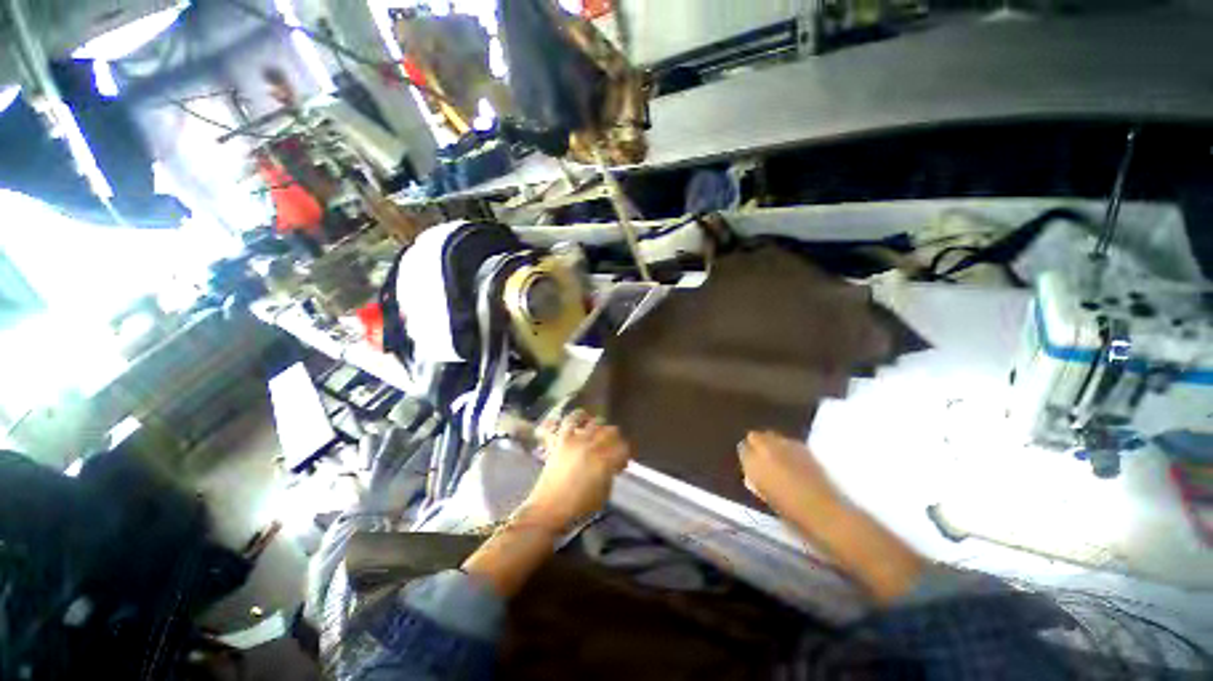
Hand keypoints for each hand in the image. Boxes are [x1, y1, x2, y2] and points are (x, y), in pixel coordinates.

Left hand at [519, 410, 632, 532]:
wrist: (549, 508)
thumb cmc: (579, 507)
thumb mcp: (604, 493)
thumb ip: (610, 473)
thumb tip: (612, 463)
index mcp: (604, 461)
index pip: (623, 448)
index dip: (626, 453)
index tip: (623, 461)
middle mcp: (591, 446)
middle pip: (611, 431)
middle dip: (616, 439)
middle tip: (613, 448)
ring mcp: (575, 441)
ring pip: (593, 422)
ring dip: (599, 427)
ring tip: (598, 433)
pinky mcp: (561, 440)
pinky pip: (568, 421)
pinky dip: (576, 418)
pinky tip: (580, 421)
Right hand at [738, 431, 839, 518]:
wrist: (822, 510)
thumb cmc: (788, 511)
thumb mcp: (764, 495)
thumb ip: (756, 478)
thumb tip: (754, 471)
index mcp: (752, 463)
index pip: (742, 449)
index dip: (747, 456)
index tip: (750, 463)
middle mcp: (764, 448)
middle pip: (754, 436)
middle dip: (756, 443)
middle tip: (762, 456)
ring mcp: (784, 444)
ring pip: (771, 435)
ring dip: (772, 443)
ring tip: (778, 456)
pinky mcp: (802, 446)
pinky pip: (788, 441)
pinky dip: (787, 447)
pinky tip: (793, 459)